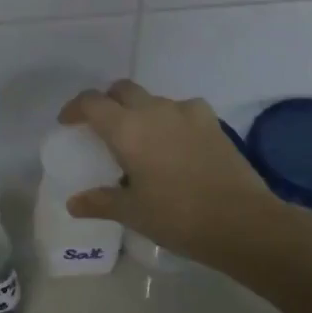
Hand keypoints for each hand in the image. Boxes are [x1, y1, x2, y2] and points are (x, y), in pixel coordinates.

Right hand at [59, 80, 285, 267]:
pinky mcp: (213, 122)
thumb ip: (100, 202)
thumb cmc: (178, 217)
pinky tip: (175, 143)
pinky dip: (171, 119)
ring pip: (153, 99)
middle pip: (122, 90)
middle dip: (107, 102)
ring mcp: (187, 113)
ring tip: (141, 140)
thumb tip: (73, 203)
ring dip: (140, 111)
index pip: (91, 102)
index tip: (68, 123)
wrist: (243, 222)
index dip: (75, 108)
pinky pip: (183, 110)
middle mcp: (154, 111)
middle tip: (102, 127)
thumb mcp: (132, 213)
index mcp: (127, 129)